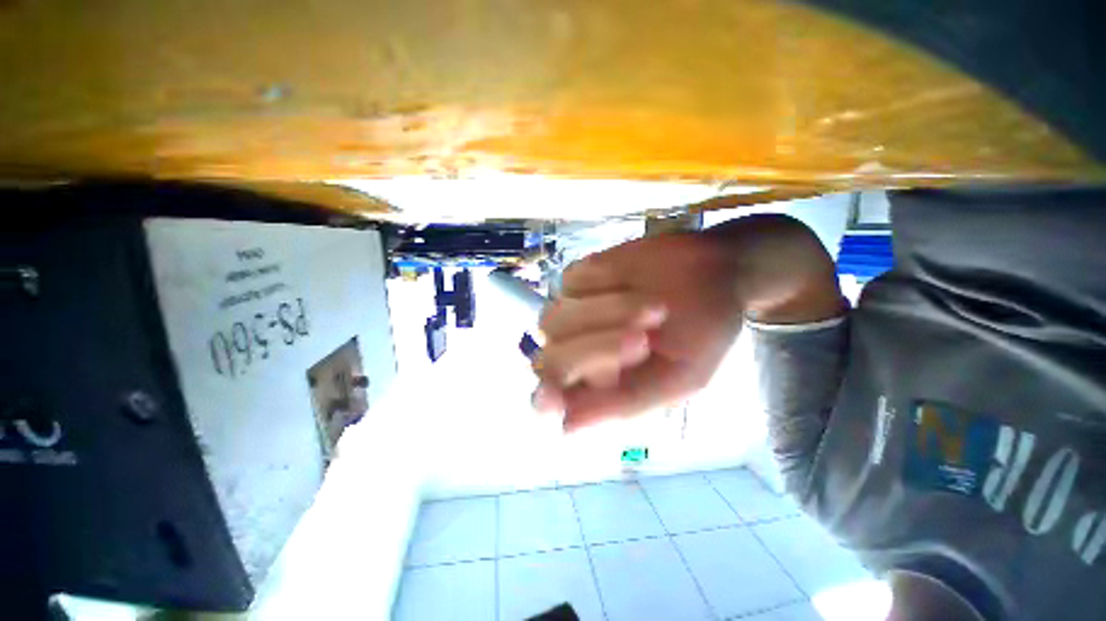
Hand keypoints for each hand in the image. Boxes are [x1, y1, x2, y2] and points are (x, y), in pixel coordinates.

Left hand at [533, 231, 743, 430]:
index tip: (553, 395)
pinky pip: (572, 282)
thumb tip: (567, 427)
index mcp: (597, 386)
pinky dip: (604, 283)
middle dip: (596, 349)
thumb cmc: (702, 331)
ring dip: (606, 313)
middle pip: (550, 361)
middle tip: (645, 340)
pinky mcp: (576, 278)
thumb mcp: (680, 377)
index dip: (546, 401)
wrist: (714, 275)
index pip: (550, 402)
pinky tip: (632, 282)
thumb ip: (627, 402)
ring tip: (656, 308)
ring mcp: (571, 312)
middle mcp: (574, 352)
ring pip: (555, 319)